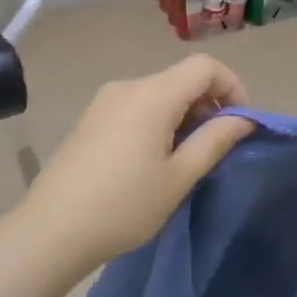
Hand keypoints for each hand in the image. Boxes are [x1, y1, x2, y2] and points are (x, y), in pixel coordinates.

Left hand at [19, 56, 254, 273]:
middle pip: (181, 78)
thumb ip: (215, 141)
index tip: (241, 124)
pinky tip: (152, 160)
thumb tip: (244, 119)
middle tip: (214, 150)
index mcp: (152, 95)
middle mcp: (127, 86)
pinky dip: (158, 121)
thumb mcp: (179, 177)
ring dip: (183, 116)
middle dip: (208, 105)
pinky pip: (136, 106)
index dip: (233, 87)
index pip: (205, 66)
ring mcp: (104, 100)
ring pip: (159, 93)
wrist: (52, 230)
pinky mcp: (90, 118)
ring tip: (183, 160)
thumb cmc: (124, 206)